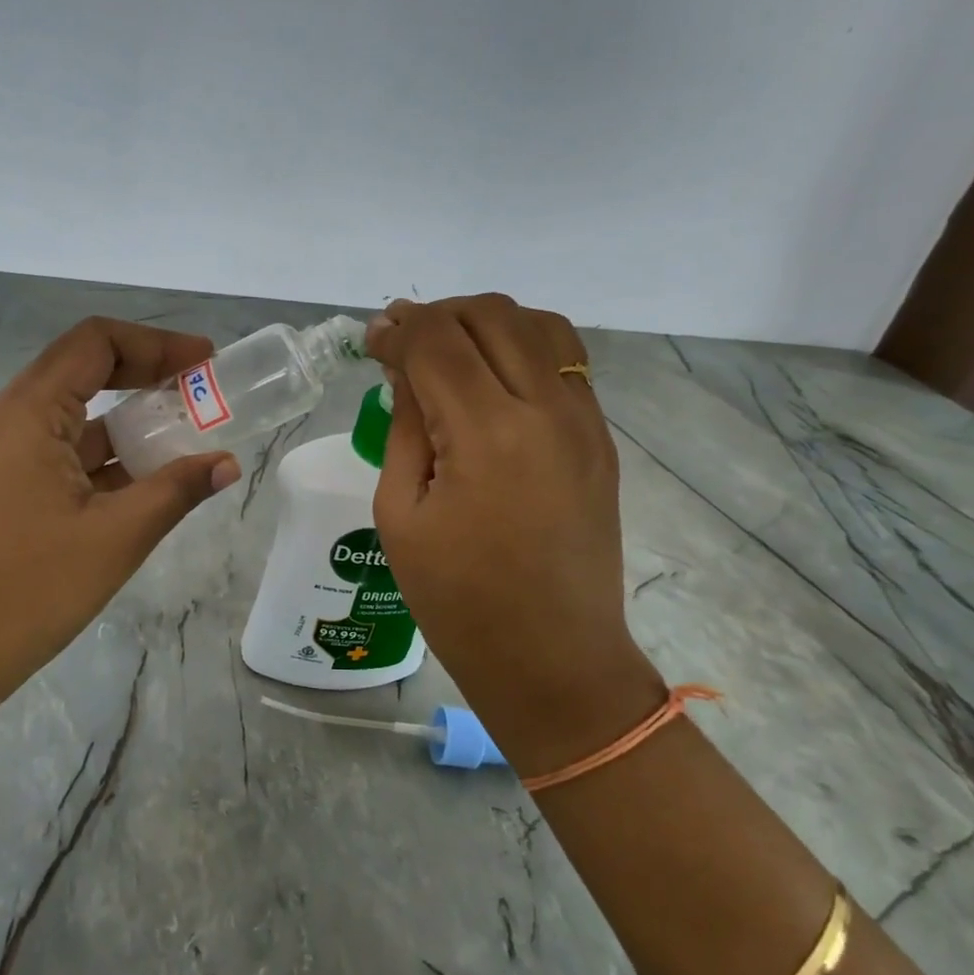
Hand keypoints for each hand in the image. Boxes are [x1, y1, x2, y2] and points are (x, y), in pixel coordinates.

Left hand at [0, 318, 241, 721]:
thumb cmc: (26, 593)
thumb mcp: (114, 539)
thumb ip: (175, 491)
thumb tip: (227, 466)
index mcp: (25, 415)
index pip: (94, 343)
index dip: (156, 344)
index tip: (204, 362)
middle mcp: (2, 421)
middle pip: (81, 372)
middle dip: (146, 378)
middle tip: (201, 395)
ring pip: (69, 417)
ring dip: (125, 422)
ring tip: (183, 439)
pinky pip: (54, 453)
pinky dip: (99, 457)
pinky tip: (140, 481)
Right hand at [365, 296, 662, 768]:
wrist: (554, 660)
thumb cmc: (458, 602)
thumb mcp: (400, 514)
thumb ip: (405, 426)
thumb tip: (405, 370)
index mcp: (485, 433)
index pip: (436, 340)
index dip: (396, 329)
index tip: (372, 340)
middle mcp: (545, 409)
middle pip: (489, 314)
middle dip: (437, 315)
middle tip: (404, 343)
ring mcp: (584, 420)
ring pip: (538, 323)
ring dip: (485, 322)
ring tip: (452, 350)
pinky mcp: (601, 437)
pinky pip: (566, 361)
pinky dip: (524, 346)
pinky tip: (494, 376)